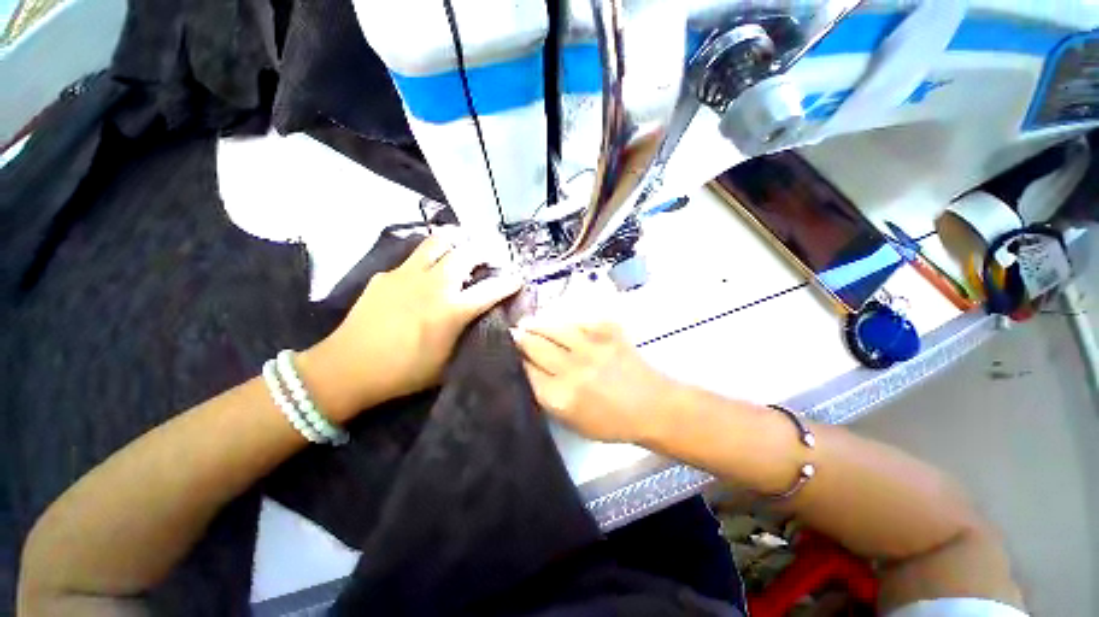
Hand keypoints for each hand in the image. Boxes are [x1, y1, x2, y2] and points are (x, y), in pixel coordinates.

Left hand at [302, 230, 521, 419]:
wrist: (347, 368)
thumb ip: (467, 338)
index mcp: (452, 310)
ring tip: (462, 243)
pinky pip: (413, 257)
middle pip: (466, 253)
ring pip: (437, 242)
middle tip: (489, 257)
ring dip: (455, 240)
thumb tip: (480, 323)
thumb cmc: (403, 372)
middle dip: (484, 251)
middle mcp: (434, 285)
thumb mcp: (447, 363)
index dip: (510, 282)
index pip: (491, 289)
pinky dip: (427, 257)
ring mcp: (407, 275)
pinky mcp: (386, 275)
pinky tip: (425, 271)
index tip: (518, 278)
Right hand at [511, 320, 678, 442]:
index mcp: (560, 396)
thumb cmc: (610, 422)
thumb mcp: (571, 421)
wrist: (652, 406)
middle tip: (511, 333)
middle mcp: (572, 368)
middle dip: (518, 337)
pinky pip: (576, 320)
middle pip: (533, 344)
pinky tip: (559, 325)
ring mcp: (591, 345)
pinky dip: (564, 322)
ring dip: (535, 324)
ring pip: (552, 327)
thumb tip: (526, 370)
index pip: (525, 369)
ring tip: (527, 323)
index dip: (512, 358)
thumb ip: (546, 396)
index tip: (504, 352)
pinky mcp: (607, 331)